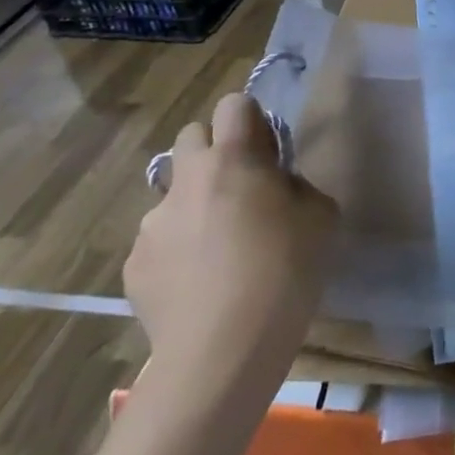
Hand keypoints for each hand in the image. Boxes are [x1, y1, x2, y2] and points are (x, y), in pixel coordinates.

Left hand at [124, 94, 337, 383]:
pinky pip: (159, 241)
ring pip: (174, 193)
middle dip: (215, 150)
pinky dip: (178, 250)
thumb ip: (296, 186)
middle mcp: (186, 179)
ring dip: (195, 203)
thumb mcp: (320, 215)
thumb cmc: (285, 270)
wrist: (223, 350)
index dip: (252, 118)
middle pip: (191, 136)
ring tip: (219, 248)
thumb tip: (277, 187)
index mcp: (233, 158)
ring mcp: (152, 224)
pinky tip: (199, 283)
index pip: (234, 104)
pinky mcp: (133, 266)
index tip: (268, 147)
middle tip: (241, 186)